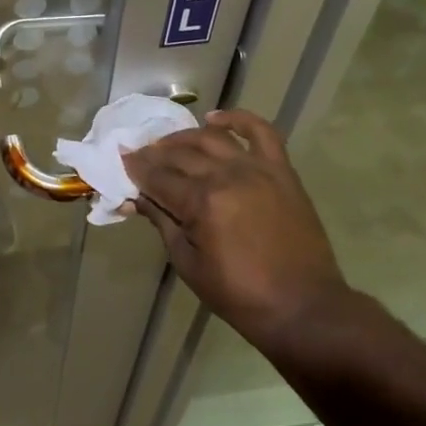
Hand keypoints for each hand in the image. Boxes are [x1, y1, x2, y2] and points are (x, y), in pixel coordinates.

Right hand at [123, 110, 351, 351]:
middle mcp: (227, 176)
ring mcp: (257, 169)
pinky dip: (238, 118)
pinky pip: (261, 132)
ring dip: (184, 137)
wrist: (304, 307)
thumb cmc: (239, 295)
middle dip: (154, 153)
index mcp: (202, 203)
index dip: (136, 169)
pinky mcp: (281, 171)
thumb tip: (136, 197)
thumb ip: (162, 222)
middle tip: (140, 155)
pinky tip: (216, 118)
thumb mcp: (188, 263)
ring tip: (169, 143)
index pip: (158, 177)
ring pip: (211, 138)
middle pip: (180, 155)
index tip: (121, 160)